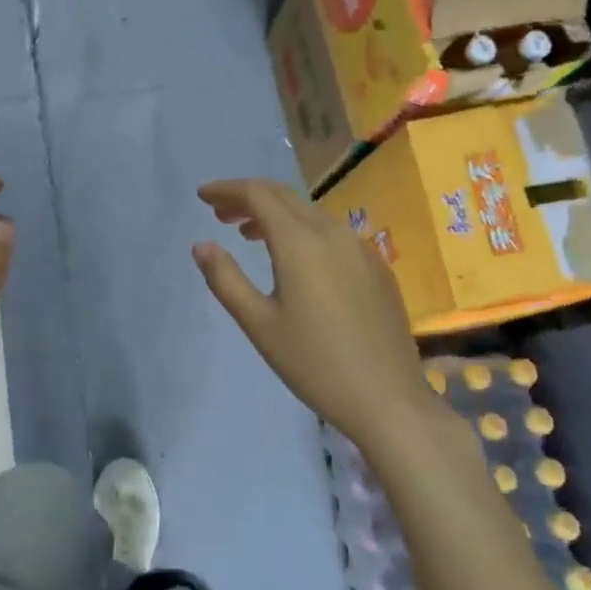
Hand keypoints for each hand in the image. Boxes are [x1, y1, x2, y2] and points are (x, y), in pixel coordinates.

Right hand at [193, 178, 432, 442]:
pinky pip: (331, 232)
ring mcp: (360, 248)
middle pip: (284, 196)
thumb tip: (202, 245)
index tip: (202, 196)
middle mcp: (333, 233)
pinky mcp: (376, 267)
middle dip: (248, 197)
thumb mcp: (258, 324)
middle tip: (219, 212)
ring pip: (309, 213)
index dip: (227, 189)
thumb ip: (225, 279)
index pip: (258, 195)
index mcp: (301, 242)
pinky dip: (302, 230)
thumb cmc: (314, 363)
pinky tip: (294, 259)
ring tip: (248, 234)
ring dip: (275, 214)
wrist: (388, 400)